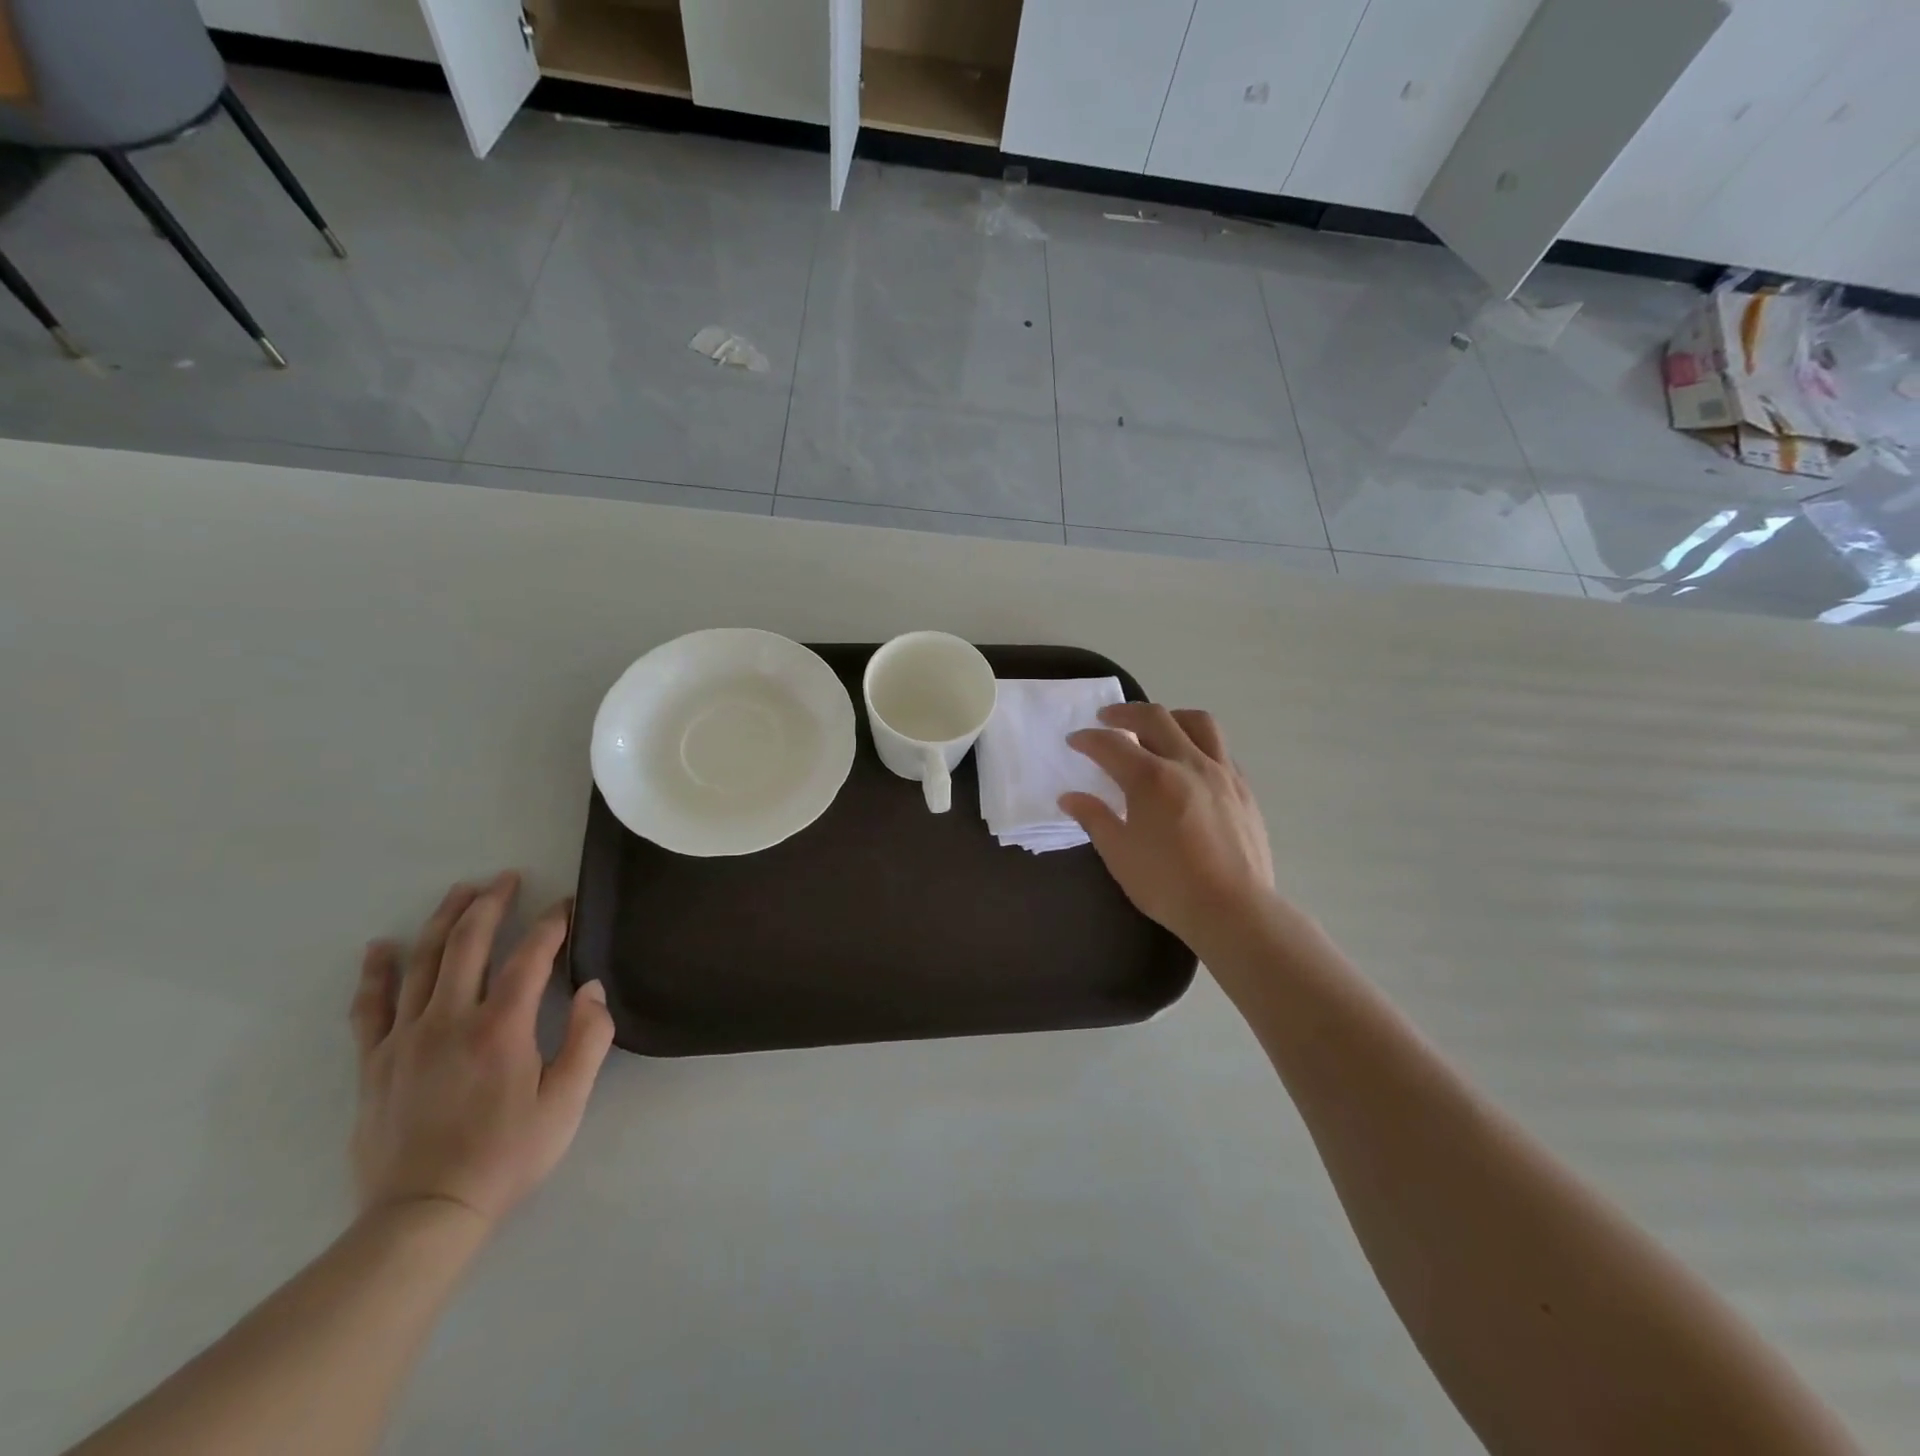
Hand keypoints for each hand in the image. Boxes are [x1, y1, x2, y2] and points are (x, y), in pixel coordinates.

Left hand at [349, 872, 614, 1230]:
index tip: (566, 906)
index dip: (551, 924)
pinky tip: (381, 947)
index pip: (529, 957)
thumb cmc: (507, 1155)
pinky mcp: (375, 1062)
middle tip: (507, 879)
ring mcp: (406, 1038)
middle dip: (491, 903)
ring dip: (444, 920)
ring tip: (460, 891)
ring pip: (423, 962)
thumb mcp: (567, 1102)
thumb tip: (593, 988)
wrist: (425, 1215)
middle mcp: (450, 1019)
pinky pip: (371, 1006)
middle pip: (469, 943)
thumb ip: (589, 1039)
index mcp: (501, 1028)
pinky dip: (377, 972)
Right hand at [1059, 703, 1276, 949]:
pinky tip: (1190, 762)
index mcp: (1151, 779)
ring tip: (1156, 727)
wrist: (1234, 910)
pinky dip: (1198, 743)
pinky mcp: (1243, 788)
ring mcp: (1221, 772)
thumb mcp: (1119, 854)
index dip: (1088, 739)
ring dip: (1170, 717)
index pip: (1111, 745)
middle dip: (1125, 712)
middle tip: (1107, 719)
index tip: (1075, 740)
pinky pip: (1220, 748)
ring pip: (1197, 723)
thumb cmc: (1168, 885)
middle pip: (1154, 718)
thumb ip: (1094, 818)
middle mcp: (1187, 763)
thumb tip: (1070, 797)